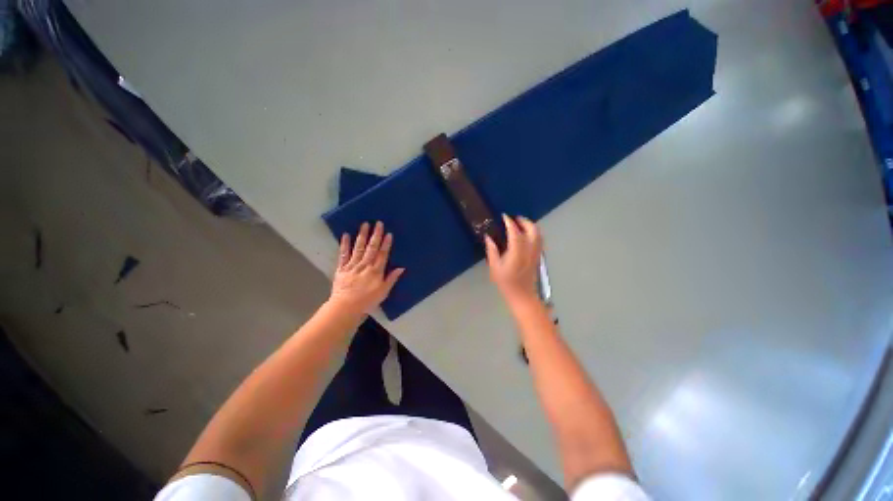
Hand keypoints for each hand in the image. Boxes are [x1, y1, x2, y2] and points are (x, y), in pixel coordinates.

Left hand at [329, 221, 404, 314]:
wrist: (345, 307)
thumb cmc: (367, 301)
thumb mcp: (383, 292)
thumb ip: (391, 279)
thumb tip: (401, 268)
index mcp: (376, 271)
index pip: (382, 255)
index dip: (386, 244)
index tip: (389, 233)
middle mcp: (365, 265)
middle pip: (371, 248)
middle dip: (376, 235)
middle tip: (378, 223)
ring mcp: (352, 266)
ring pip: (358, 248)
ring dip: (362, 236)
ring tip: (364, 224)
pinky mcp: (341, 268)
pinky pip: (343, 255)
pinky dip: (345, 245)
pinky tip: (346, 235)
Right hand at [485, 214, 542, 305]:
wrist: (522, 296)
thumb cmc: (506, 283)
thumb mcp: (495, 267)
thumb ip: (492, 250)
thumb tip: (488, 237)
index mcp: (517, 252)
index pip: (515, 232)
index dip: (510, 222)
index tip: (504, 216)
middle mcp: (529, 250)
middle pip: (532, 230)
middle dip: (524, 221)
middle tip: (514, 219)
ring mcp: (536, 253)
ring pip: (538, 234)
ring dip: (530, 226)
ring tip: (520, 224)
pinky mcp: (538, 256)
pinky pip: (539, 240)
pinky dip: (534, 233)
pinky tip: (526, 235)